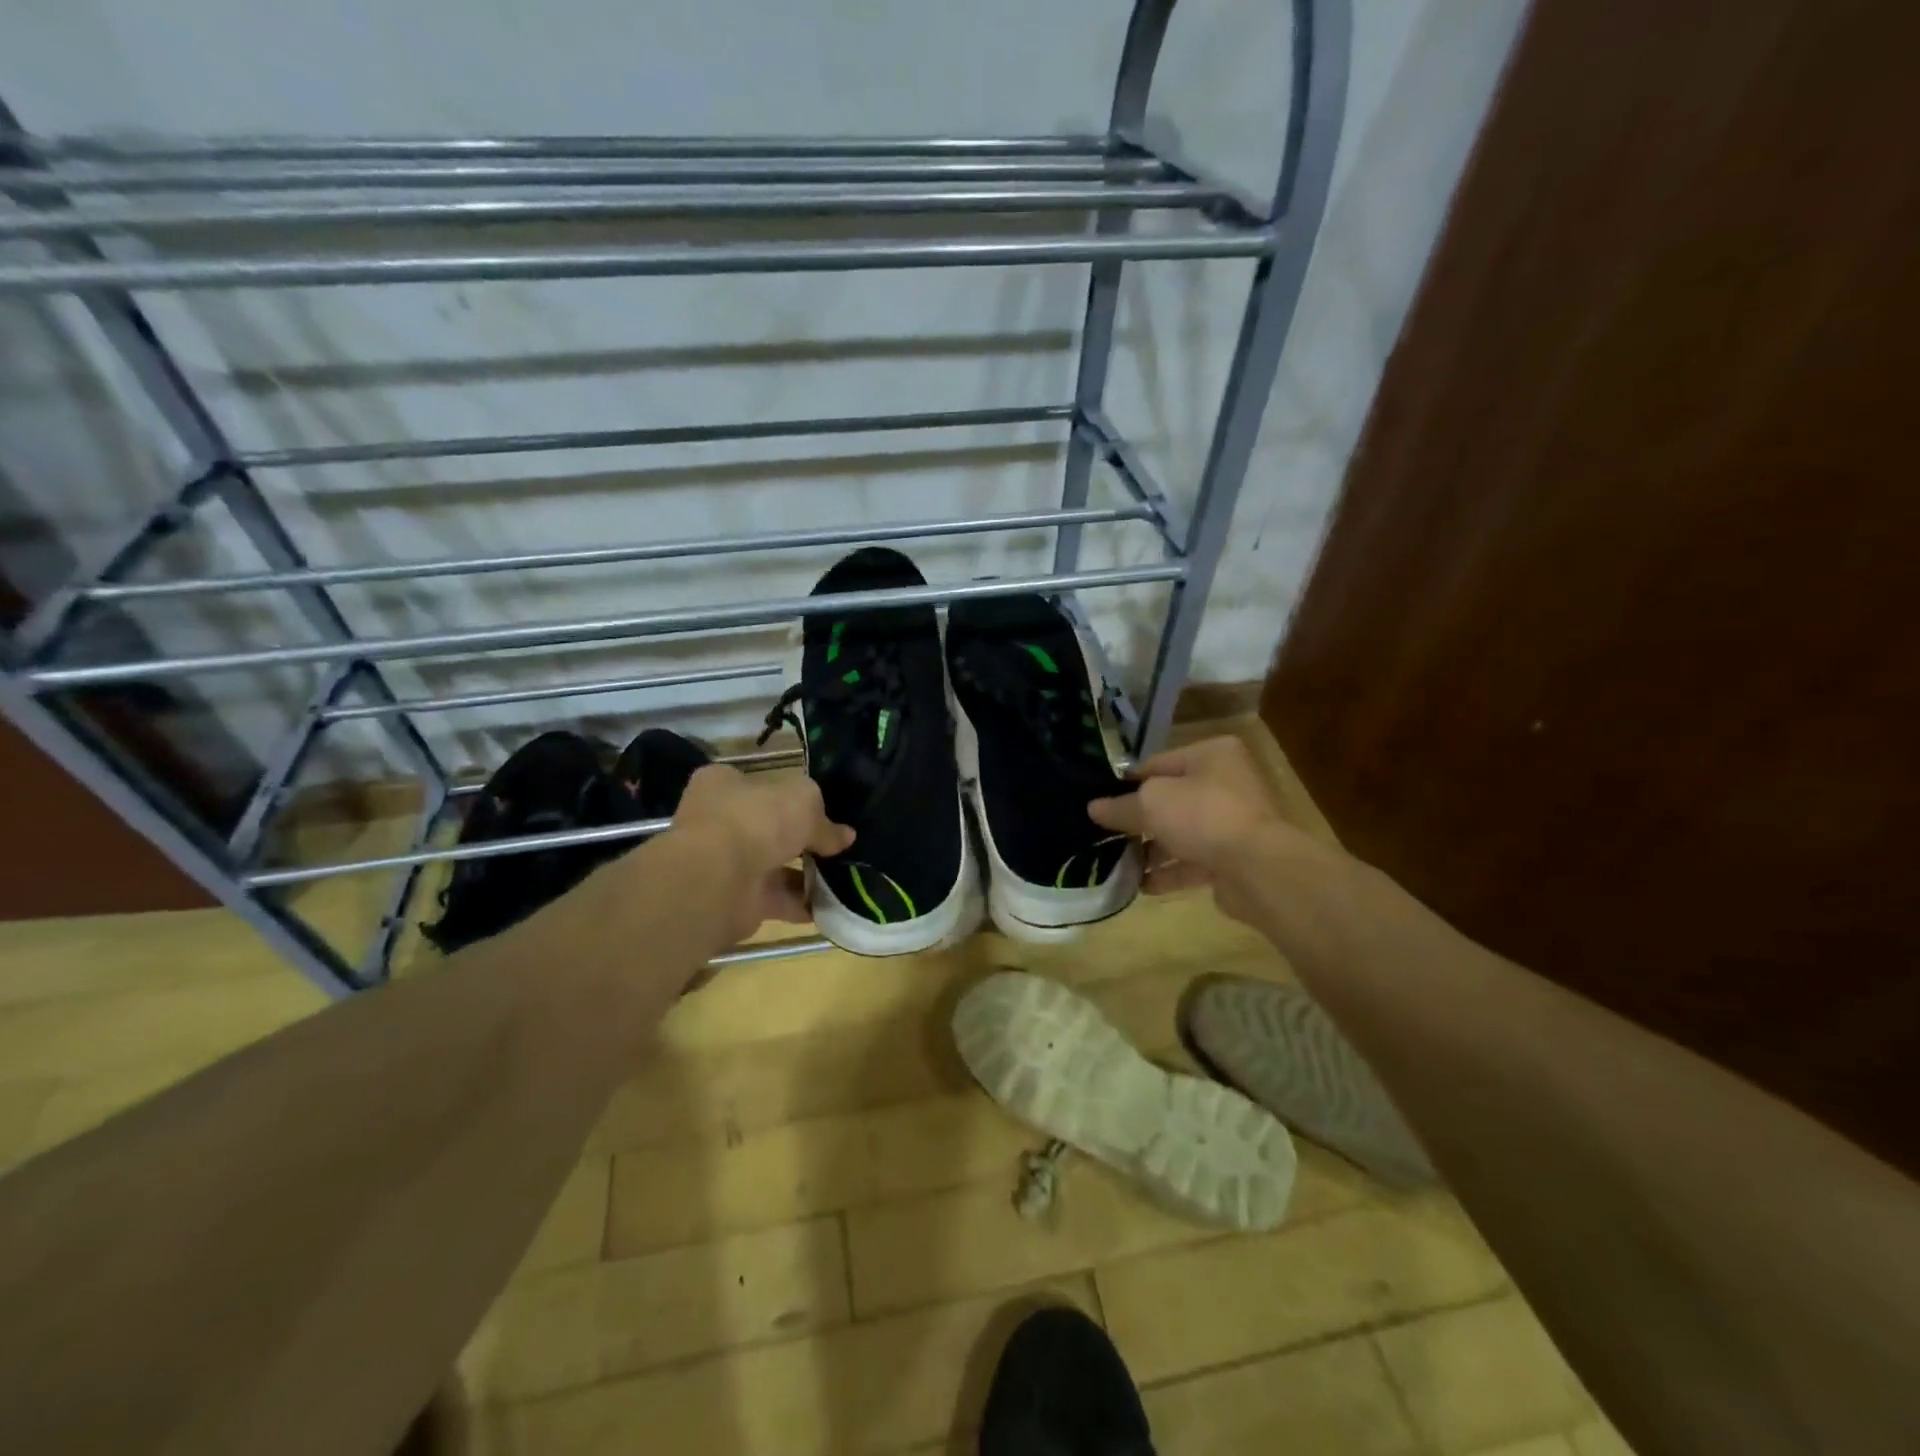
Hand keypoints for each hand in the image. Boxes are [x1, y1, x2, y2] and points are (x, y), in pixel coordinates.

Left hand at [670, 765, 854, 943]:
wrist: (717, 880)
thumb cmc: (756, 821)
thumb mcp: (804, 802)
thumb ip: (825, 821)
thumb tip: (845, 836)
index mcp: (724, 785)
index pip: (759, 784)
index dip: (790, 795)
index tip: (822, 809)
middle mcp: (720, 822)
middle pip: (770, 828)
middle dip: (804, 839)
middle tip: (839, 846)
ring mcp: (726, 863)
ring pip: (775, 866)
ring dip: (808, 874)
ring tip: (846, 877)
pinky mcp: (736, 900)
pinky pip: (778, 900)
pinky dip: (803, 904)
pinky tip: (834, 904)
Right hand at [1088, 735, 1299, 920]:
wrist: (1257, 868)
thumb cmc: (1202, 815)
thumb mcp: (1151, 803)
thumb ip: (1120, 806)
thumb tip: (1093, 808)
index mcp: (1211, 755)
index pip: (1157, 764)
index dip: (1127, 784)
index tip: (1100, 804)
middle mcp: (1226, 784)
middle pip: (1169, 801)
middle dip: (1138, 821)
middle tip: (1105, 836)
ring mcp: (1232, 823)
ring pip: (1181, 834)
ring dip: (1151, 850)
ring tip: (1117, 864)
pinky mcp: (1234, 859)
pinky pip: (1193, 862)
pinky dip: (1168, 873)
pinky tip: (1140, 886)